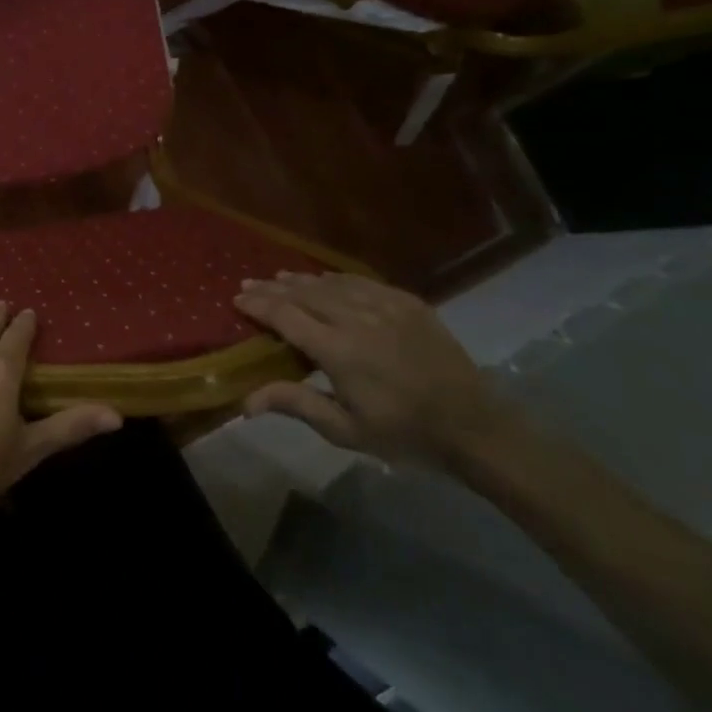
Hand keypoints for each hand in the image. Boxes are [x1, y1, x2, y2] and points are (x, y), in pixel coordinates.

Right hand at [234, 272, 513, 468]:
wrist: (474, 427)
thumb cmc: (403, 434)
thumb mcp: (345, 430)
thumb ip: (296, 404)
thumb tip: (245, 402)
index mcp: (338, 351)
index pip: (285, 316)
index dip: (258, 305)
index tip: (237, 299)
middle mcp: (356, 319)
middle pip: (303, 293)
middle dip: (272, 288)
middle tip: (248, 284)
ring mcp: (385, 306)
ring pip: (331, 283)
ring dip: (300, 279)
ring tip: (278, 277)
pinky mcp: (408, 302)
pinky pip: (362, 281)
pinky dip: (335, 278)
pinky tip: (324, 279)